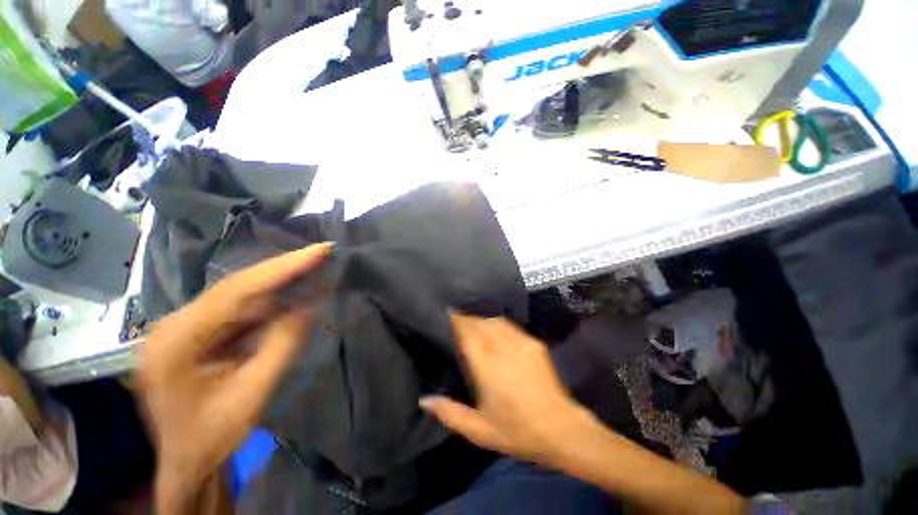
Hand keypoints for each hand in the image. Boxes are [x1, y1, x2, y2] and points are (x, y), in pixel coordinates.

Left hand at [140, 243, 331, 510]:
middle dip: (283, 270)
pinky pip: (239, 309)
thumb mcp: (253, 392)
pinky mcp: (197, 332)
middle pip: (237, 286)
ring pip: (240, 295)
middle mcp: (175, 324)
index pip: (236, 290)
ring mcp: (184, 327)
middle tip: (321, 253)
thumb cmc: (213, 435)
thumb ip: (283, 344)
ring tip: (314, 274)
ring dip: (279, 287)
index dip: (282, 267)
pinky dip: (270, 304)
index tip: (319, 250)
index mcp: (177, 342)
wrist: (184, 461)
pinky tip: (291, 300)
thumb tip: (313, 302)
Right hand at [420, 313, 592, 464]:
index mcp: (487, 367)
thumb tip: (423, 400)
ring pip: (495, 320)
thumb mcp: (479, 430)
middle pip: (481, 323)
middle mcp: (503, 348)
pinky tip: (493, 325)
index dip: (457, 320)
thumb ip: (449, 413)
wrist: (560, 429)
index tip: (448, 311)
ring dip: (481, 317)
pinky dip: (497, 322)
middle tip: (457, 314)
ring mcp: (521, 343)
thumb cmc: (516, 430)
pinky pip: (510, 325)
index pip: (468, 333)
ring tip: (472, 317)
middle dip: (467, 316)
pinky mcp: (534, 343)